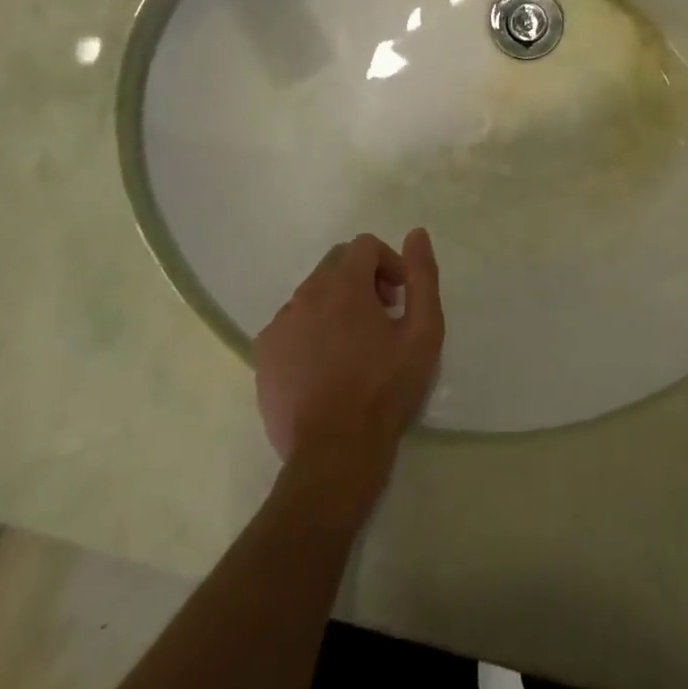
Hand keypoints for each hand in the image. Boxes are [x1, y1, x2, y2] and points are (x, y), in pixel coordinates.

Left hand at [254, 230, 443, 489]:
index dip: (388, 263)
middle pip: (336, 264)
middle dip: (363, 279)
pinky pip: (291, 325)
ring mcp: (280, 325)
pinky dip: (310, 331)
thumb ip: (423, 276)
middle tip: (382, 318)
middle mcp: (306, 295)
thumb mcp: (423, 331)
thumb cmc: (386, 389)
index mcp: (344, 284)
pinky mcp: (264, 355)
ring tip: (354, 346)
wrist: (335, 454)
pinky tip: (325, 366)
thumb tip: (417, 234)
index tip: (400, 298)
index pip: (365, 246)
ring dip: (336, 305)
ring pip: (312, 294)